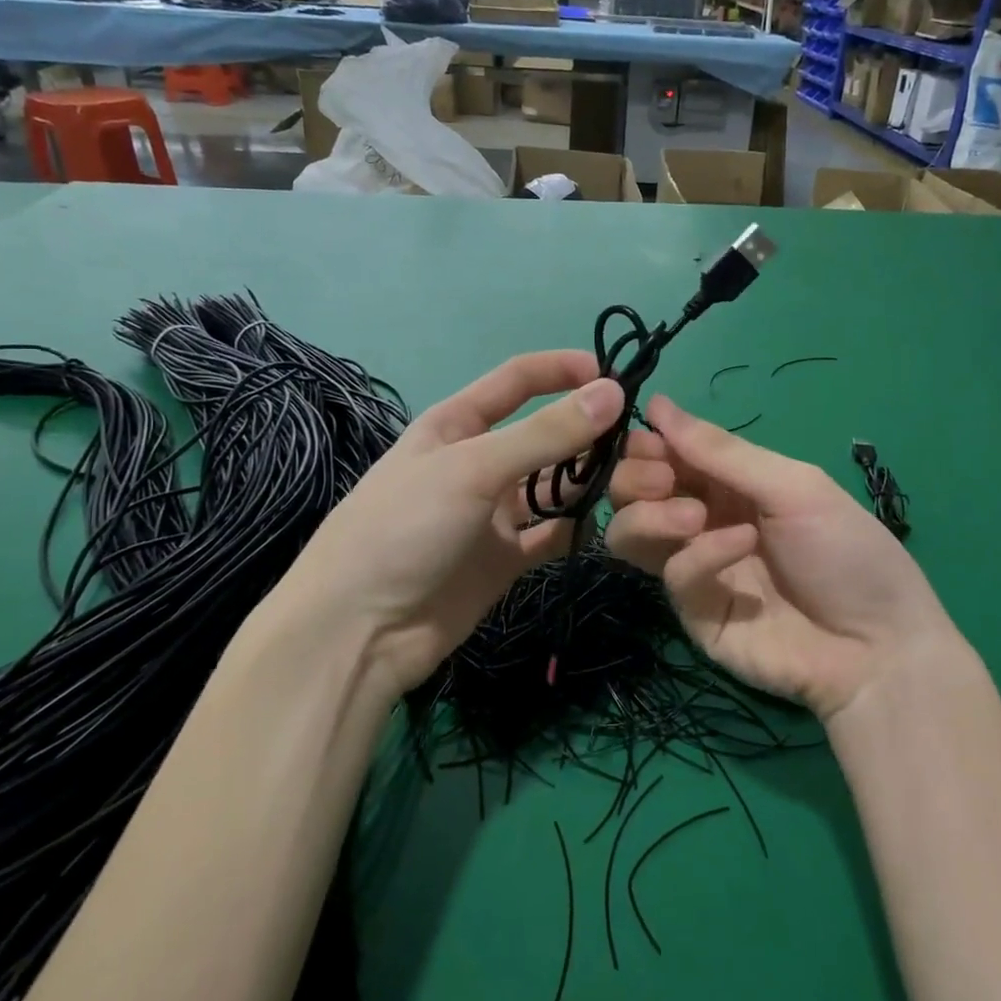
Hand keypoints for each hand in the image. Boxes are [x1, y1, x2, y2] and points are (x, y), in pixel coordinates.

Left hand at [275, 350, 624, 702]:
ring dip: (587, 481)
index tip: (616, 375)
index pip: (517, 380)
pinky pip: (552, 534)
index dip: (563, 370)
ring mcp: (492, 513)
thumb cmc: (406, 527)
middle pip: (544, 434)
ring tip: (632, 482)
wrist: (360, 630)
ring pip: (554, 485)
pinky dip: (577, 529)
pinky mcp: (505, 558)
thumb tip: (613, 392)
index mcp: (457, 424)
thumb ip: (545, 433)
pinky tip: (605, 525)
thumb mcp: (473, 468)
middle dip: (587, 432)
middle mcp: (478, 462)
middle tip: (640, 442)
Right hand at [606, 395, 961, 721]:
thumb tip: (655, 403)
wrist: (878, 647)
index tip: (650, 437)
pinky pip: (673, 575)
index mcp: (726, 483)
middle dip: (636, 477)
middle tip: (663, 477)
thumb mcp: (792, 485)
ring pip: (630, 535)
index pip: (663, 454)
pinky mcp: (693, 613)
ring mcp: (695, 568)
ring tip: (692, 515)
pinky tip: (742, 546)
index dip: (647, 443)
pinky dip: (702, 554)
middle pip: (632, 492)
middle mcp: (702, 520)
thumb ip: (720, 451)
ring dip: (649, 515)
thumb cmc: (846, 551)